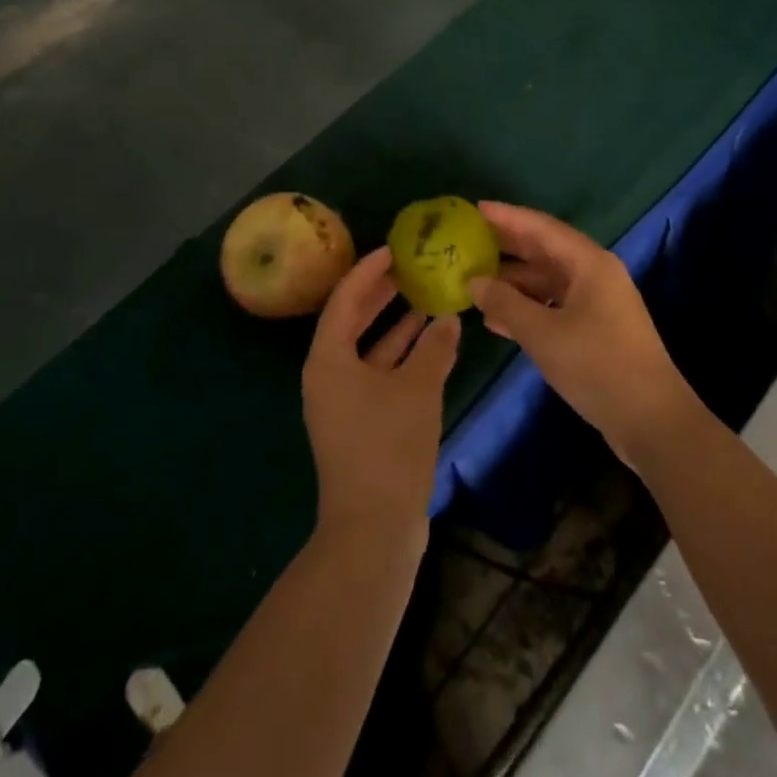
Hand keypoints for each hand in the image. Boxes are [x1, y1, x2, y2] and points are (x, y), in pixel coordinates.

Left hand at [302, 246, 458, 554]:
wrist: (374, 528)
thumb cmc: (388, 447)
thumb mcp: (417, 389)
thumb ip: (434, 348)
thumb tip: (448, 319)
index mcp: (328, 359)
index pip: (345, 299)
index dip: (370, 271)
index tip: (395, 249)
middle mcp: (328, 374)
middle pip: (353, 320)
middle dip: (382, 294)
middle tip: (412, 266)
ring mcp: (343, 400)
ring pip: (369, 348)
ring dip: (396, 325)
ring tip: (427, 296)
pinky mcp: (360, 421)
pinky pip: (379, 373)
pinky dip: (402, 356)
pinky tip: (432, 343)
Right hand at [469, 203, 699, 467]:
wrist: (652, 420)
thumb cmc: (597, 366)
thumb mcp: (542, 333)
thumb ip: (505, 303)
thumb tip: (474, 281)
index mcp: (589, 263)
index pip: (541, 228)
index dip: (507, 217)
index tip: (475, 209)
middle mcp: (595, 275)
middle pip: (545, 251)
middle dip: (507, 247)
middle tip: (469, 242)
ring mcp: (598, 303)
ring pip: (548, 282)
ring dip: (514, 283)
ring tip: (475, 285)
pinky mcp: (596, 330)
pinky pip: (555, 306)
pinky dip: (527, 309)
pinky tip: (497, 322)